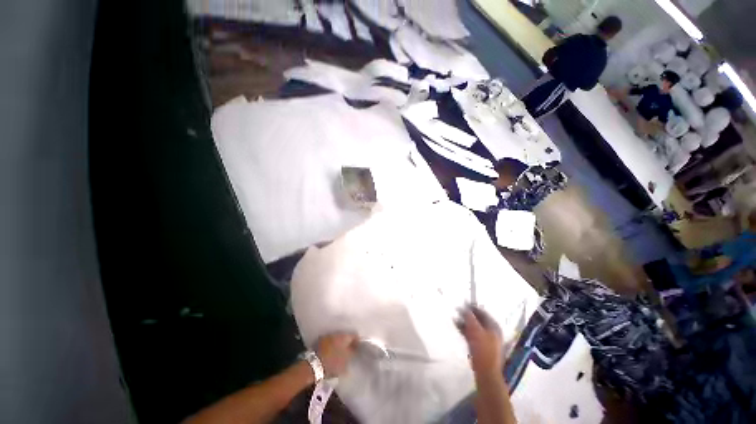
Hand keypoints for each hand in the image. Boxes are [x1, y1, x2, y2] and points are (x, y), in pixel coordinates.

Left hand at [315, 333, 357, 377]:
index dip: (357, 341)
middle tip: (350, 349)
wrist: (314, 365)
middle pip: (345, 336)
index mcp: (344, 337)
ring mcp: (328, 336)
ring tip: (341, 351)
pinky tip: (332, 352)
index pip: (354, 335)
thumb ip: (352, 353)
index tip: (359, 347)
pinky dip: (332, 345)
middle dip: (348, 342)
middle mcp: (336, 333)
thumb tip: (355, 348)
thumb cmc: (333, 363)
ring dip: (340, 343)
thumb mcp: (346, 361)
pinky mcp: (320, 341)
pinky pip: (330, 341)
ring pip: (337, 338)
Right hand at [457, 306, 503, 376]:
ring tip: (455, 319)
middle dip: (467, 315)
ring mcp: (486, 339)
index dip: (472, 307)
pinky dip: (465, 330)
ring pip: (474, 327)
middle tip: (457, 311)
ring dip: (465, 322)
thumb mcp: (475, 330)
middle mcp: (491, 331)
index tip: (462, 304)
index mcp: (493, 326)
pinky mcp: (481, 347)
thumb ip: (469, 317)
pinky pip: (472, 334)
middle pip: (478, 319)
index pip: (482, 312)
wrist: (486, 372)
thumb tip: (464, 308)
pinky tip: (458, 327)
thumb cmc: (482, 349)